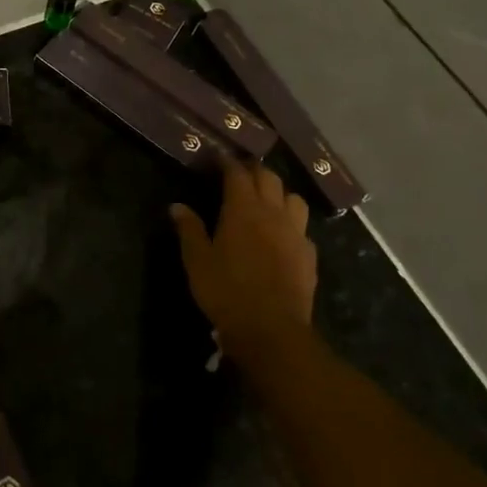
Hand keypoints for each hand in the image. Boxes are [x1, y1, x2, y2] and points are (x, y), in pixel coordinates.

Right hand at [170, 159, 317, 357]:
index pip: (237, 173)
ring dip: (280, 192)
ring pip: (294, 198)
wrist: (271, 330)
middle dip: (254, 170)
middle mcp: (273, 213)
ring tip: (268, 199)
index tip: (218, 156)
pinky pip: (303, 228)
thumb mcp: (197, 260)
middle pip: (269, 178)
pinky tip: (283, 235)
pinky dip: (292, 223)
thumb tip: (177, 206)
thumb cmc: (226, 291)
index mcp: (243, 209)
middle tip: (241, 172)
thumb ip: (189, 229)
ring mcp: (296, 233)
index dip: (227, 162)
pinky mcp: (309, 255)